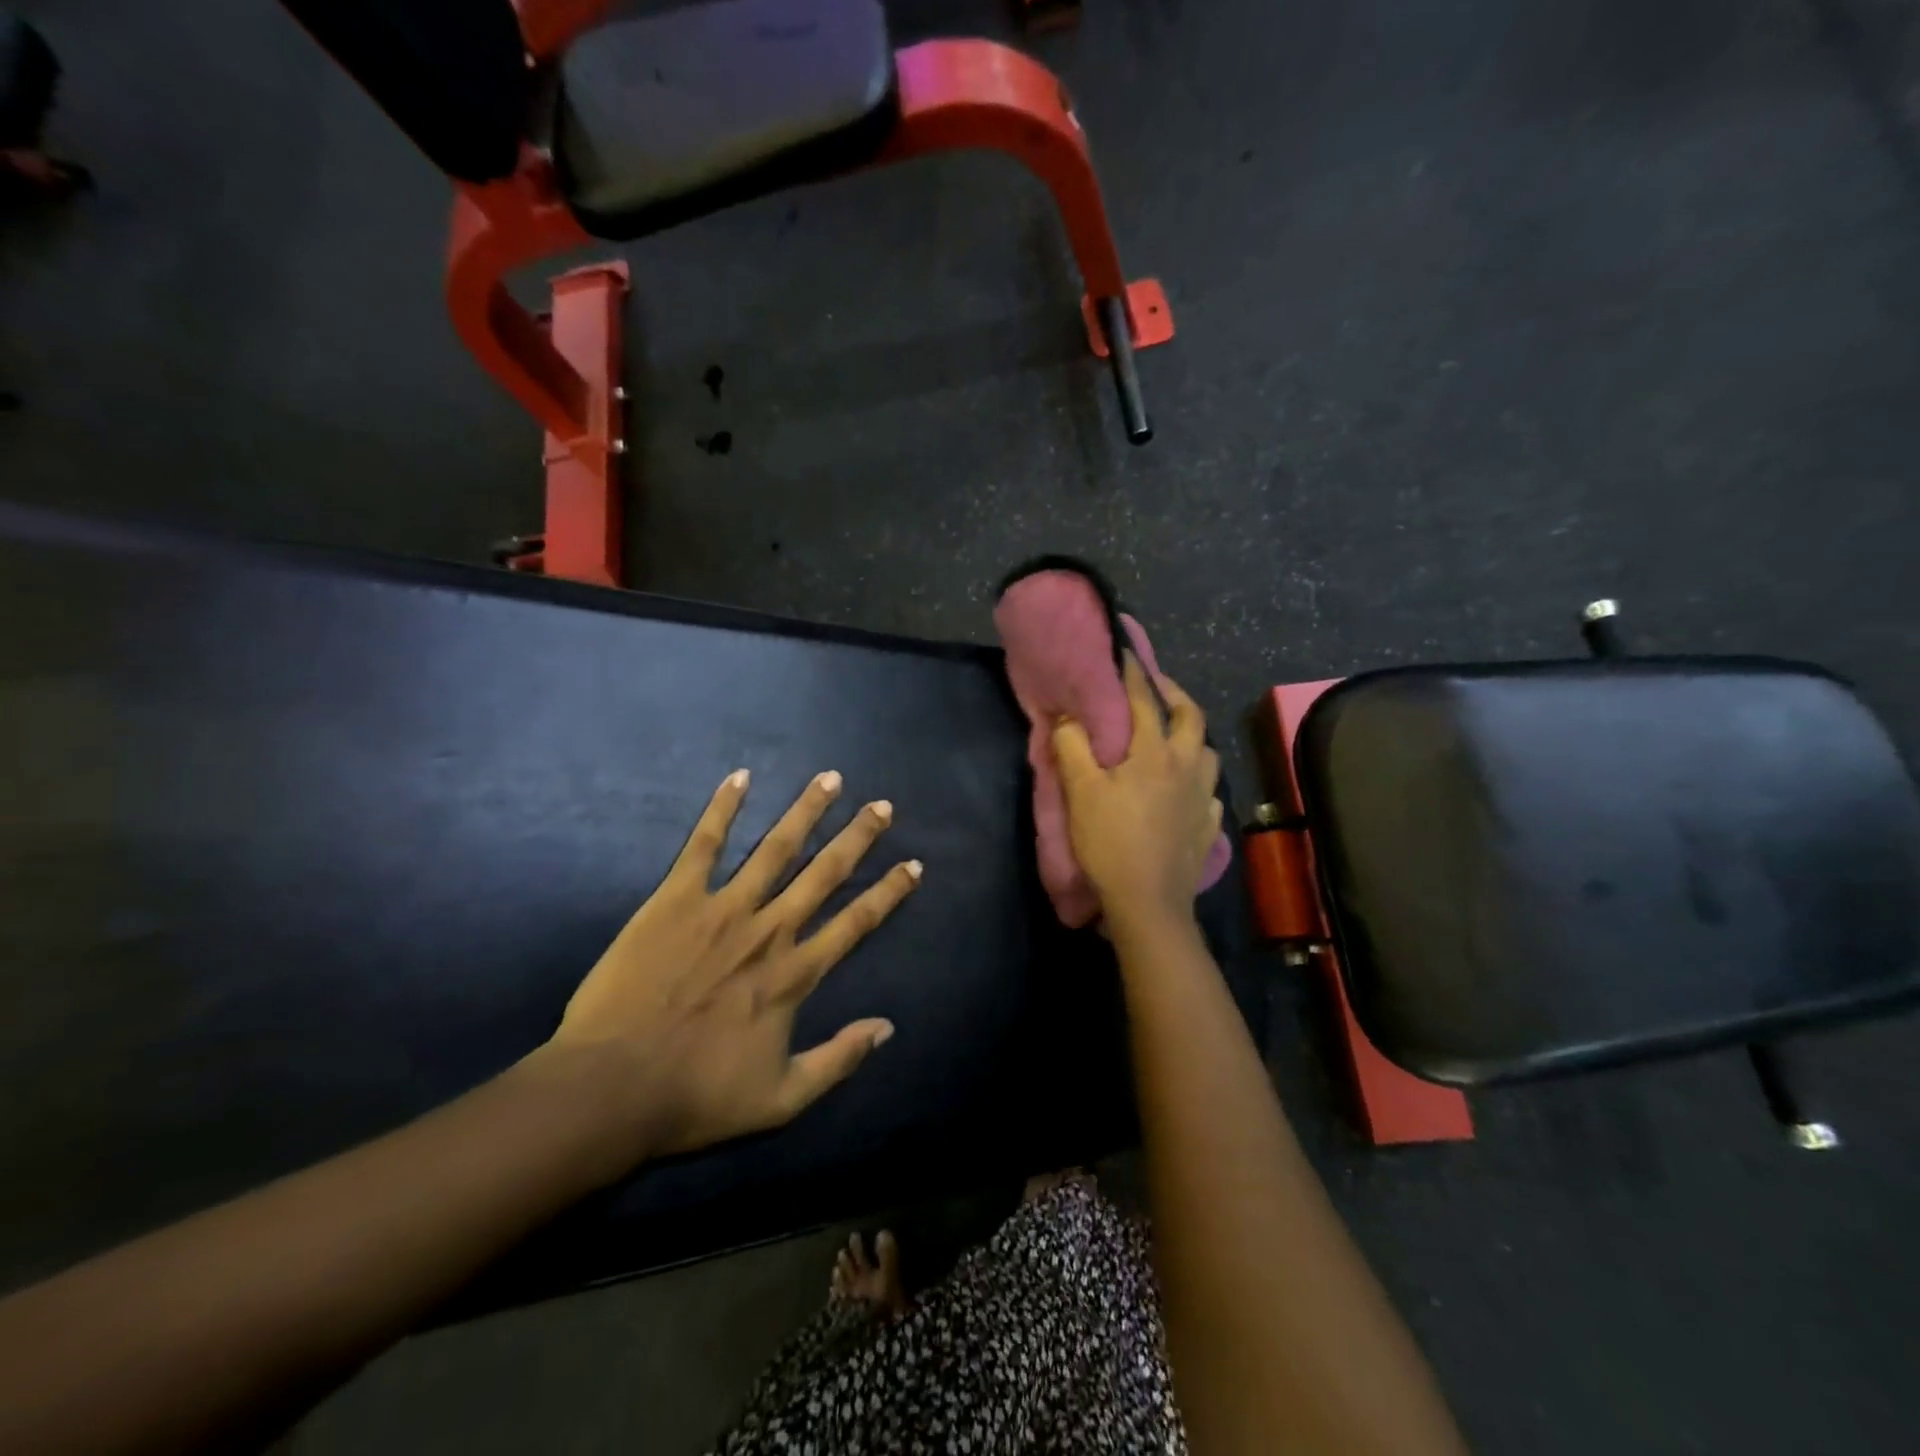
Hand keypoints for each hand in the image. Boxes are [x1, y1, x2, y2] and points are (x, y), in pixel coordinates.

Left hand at [545, 769, 921, 1163]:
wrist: (611, 1088)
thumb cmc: (696, 1096)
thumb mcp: (781, 1099)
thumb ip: (838, 1060)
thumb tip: (887, 1028)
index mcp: (795, 973)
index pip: (857, 922)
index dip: (890, 892)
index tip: (913, 864)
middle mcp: (770, 929)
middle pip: (825, 872)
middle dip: (858, 837)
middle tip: (882, 806)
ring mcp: (723, 908)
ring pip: (776, 848)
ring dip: (806, 811)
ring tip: (830, 779)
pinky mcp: (676, 899)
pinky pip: (703, 845)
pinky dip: (723, 809)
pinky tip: (740, 777)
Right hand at [1052, 654, 1220, 938]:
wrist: (1148, 902)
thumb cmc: (1110, 842)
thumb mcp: (1081, 792)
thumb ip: (1072, 747)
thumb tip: (1069, 717)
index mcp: (1154, 753)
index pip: (1145, 701)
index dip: (1134, 674)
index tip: (1126, 651)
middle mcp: (1186, 767)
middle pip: (1191, 717)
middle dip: (1175, 695)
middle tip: (1158, 688)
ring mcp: (1203, 798)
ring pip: (1207, 753)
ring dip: (1192, 737)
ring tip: (1173, 738)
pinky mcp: (1208, 827)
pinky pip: (1210, 792)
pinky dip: (1198, 781)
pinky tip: (1187, 789)